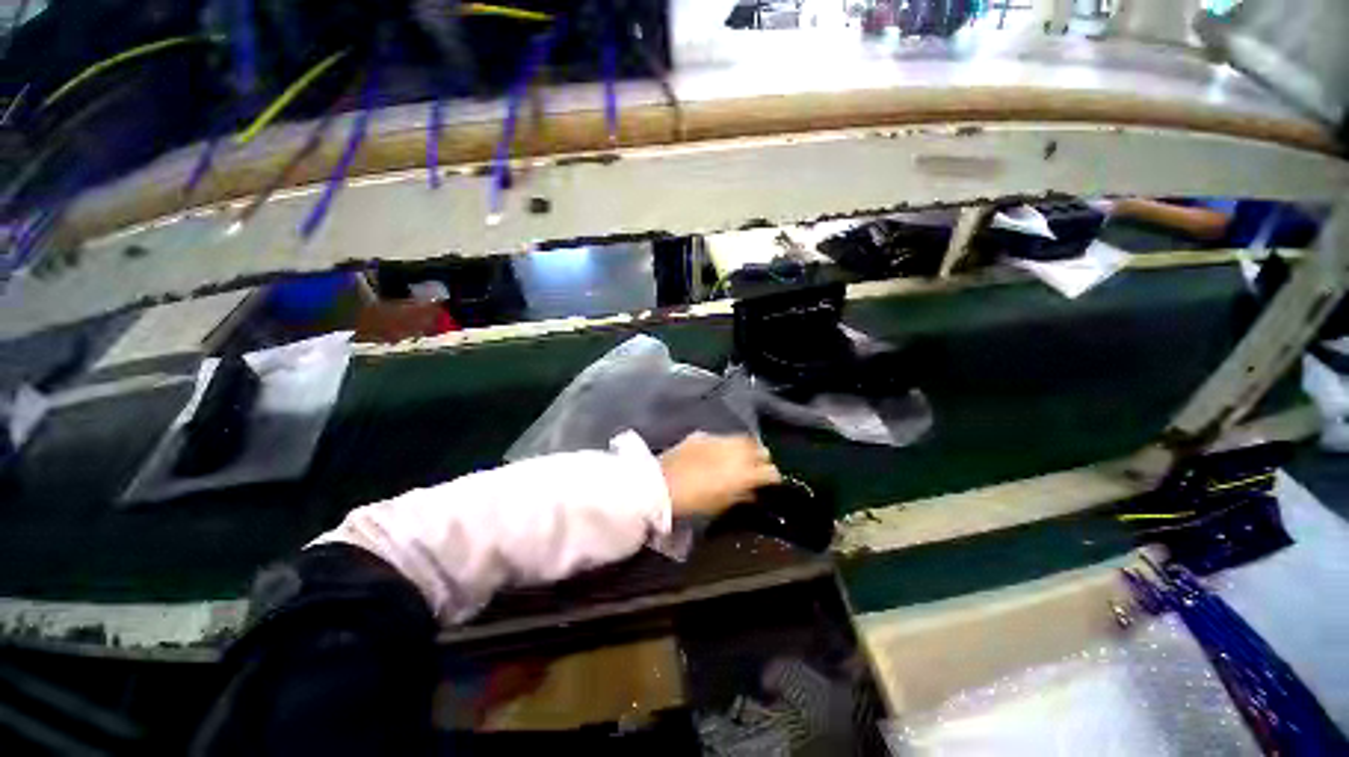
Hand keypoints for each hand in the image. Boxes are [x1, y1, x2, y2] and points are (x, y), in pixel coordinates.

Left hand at [659, 432, 780, 517]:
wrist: (660, 485)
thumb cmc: (692, 502)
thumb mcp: (720, 504)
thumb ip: (740, 495)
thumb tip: (752, 491)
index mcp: (743, 473)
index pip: (769, 471)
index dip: (773, 476)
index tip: (772, 480)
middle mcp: (735, 452)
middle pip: (759, 449)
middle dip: (763, 457)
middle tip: (760, 465)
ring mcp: (718, 440)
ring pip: (742, 438)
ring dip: (747, 447)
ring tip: (743, 455)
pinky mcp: (702, 435)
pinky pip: (721, 437)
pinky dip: (725, 444)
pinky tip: (720, 451)